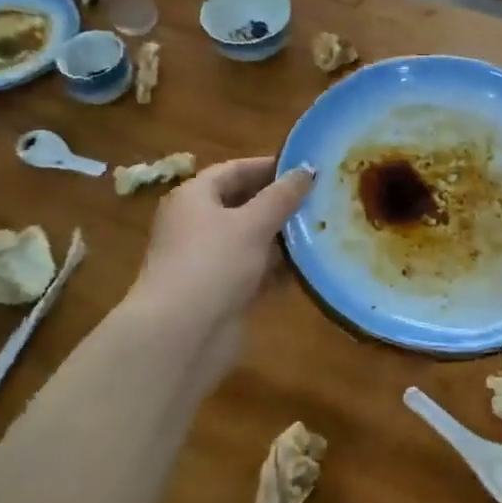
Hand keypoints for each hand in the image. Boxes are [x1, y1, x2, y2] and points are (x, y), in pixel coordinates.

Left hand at [131, 156, 313, 376]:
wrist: (180, 335)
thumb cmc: (213, 264)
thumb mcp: (252, 224)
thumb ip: (282, 196)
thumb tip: (306, 170)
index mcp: (194, 197)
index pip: (234, 170)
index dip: (268, 167)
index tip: (305, 168)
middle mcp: (196, 224)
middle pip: (242, 205)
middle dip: (279, 204)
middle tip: (320, 200)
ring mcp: (206, 260)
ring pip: (249, 240)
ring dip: (281, 238)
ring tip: (321, 231)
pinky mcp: (219, 292)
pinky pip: (252, 271)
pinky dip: (275, 270)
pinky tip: (307, 269)